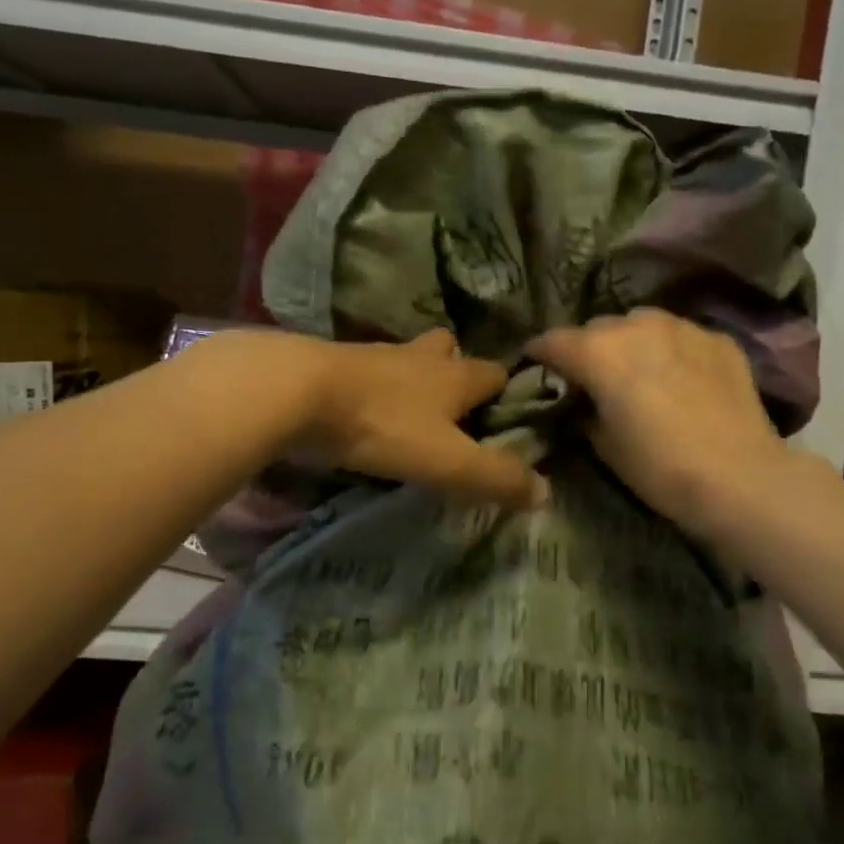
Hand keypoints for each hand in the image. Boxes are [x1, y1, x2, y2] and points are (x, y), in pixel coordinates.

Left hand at [293, 329, 545, 508]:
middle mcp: (420, 357)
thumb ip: (495, 477)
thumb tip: (545, 491)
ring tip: (413, 411)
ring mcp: (376, 356)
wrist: (298, 391)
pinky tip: (367, 411)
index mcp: (454, 376)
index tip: (508, 415)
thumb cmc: (382, 424)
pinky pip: (368, 371)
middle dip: (457, 371)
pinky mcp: (338, 365)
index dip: (506, 391)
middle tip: (455, 407)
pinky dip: (375, 387)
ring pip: (407, 359)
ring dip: (414, 377)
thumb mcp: (447, 460)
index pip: (495, 372)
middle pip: (449, 351)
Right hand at [529, 309, 787, 538]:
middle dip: (589, 349)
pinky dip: (671, 350)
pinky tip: (681, 378)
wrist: (739, 477)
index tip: (536, 366)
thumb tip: (584, 404)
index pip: (553, 341)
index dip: (540, 354)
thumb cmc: (658, 467)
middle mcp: (636, 325)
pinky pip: (681, 336)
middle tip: (593, 378)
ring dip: (631, 342)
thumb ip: (585, 412)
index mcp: (598, 351)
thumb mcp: (604, 445)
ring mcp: (682, 327)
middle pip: (598, 328)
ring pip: (642, 323)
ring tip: (640, 371)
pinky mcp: (717, 339)